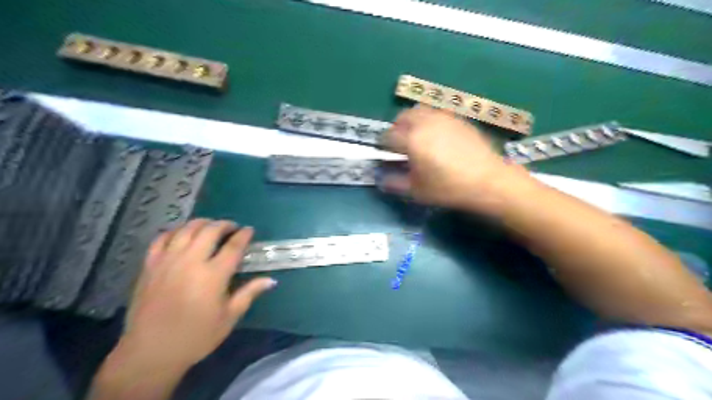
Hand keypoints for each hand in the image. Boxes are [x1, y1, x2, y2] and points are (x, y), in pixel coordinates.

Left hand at [116, 219, 276, 371]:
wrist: (151, 352)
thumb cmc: (196, 336)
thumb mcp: (229, 317)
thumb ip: (249, 293)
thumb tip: (271, 280)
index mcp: (213, 275)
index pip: (233, 246)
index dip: (244, 235)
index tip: (250, 230)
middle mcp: (191, 262)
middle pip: (210, 230)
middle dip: (224, 224)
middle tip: (232, 227)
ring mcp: (168, 261)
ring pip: (186, 229)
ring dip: (201, 223)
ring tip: (210, 226)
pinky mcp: (149, 266)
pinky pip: (161, 238)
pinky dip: (175, 231)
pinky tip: (182, 235)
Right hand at [385, 105, 527, 213]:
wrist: (488, 180)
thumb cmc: (449, 187)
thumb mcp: (417, 190)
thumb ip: (394, 182)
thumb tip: (381, 178)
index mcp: (412, 139)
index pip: (388, 136)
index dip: (384, 145)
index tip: (387, 154)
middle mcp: (425, 122)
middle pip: (402, 117)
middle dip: (397, 129)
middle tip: (401, 145)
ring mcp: (444, 117)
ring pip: (420, 111)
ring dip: (413, 122)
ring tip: (418, 139)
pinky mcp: (458, 119)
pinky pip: (437, 114)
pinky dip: (429, 122)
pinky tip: (438, 138)